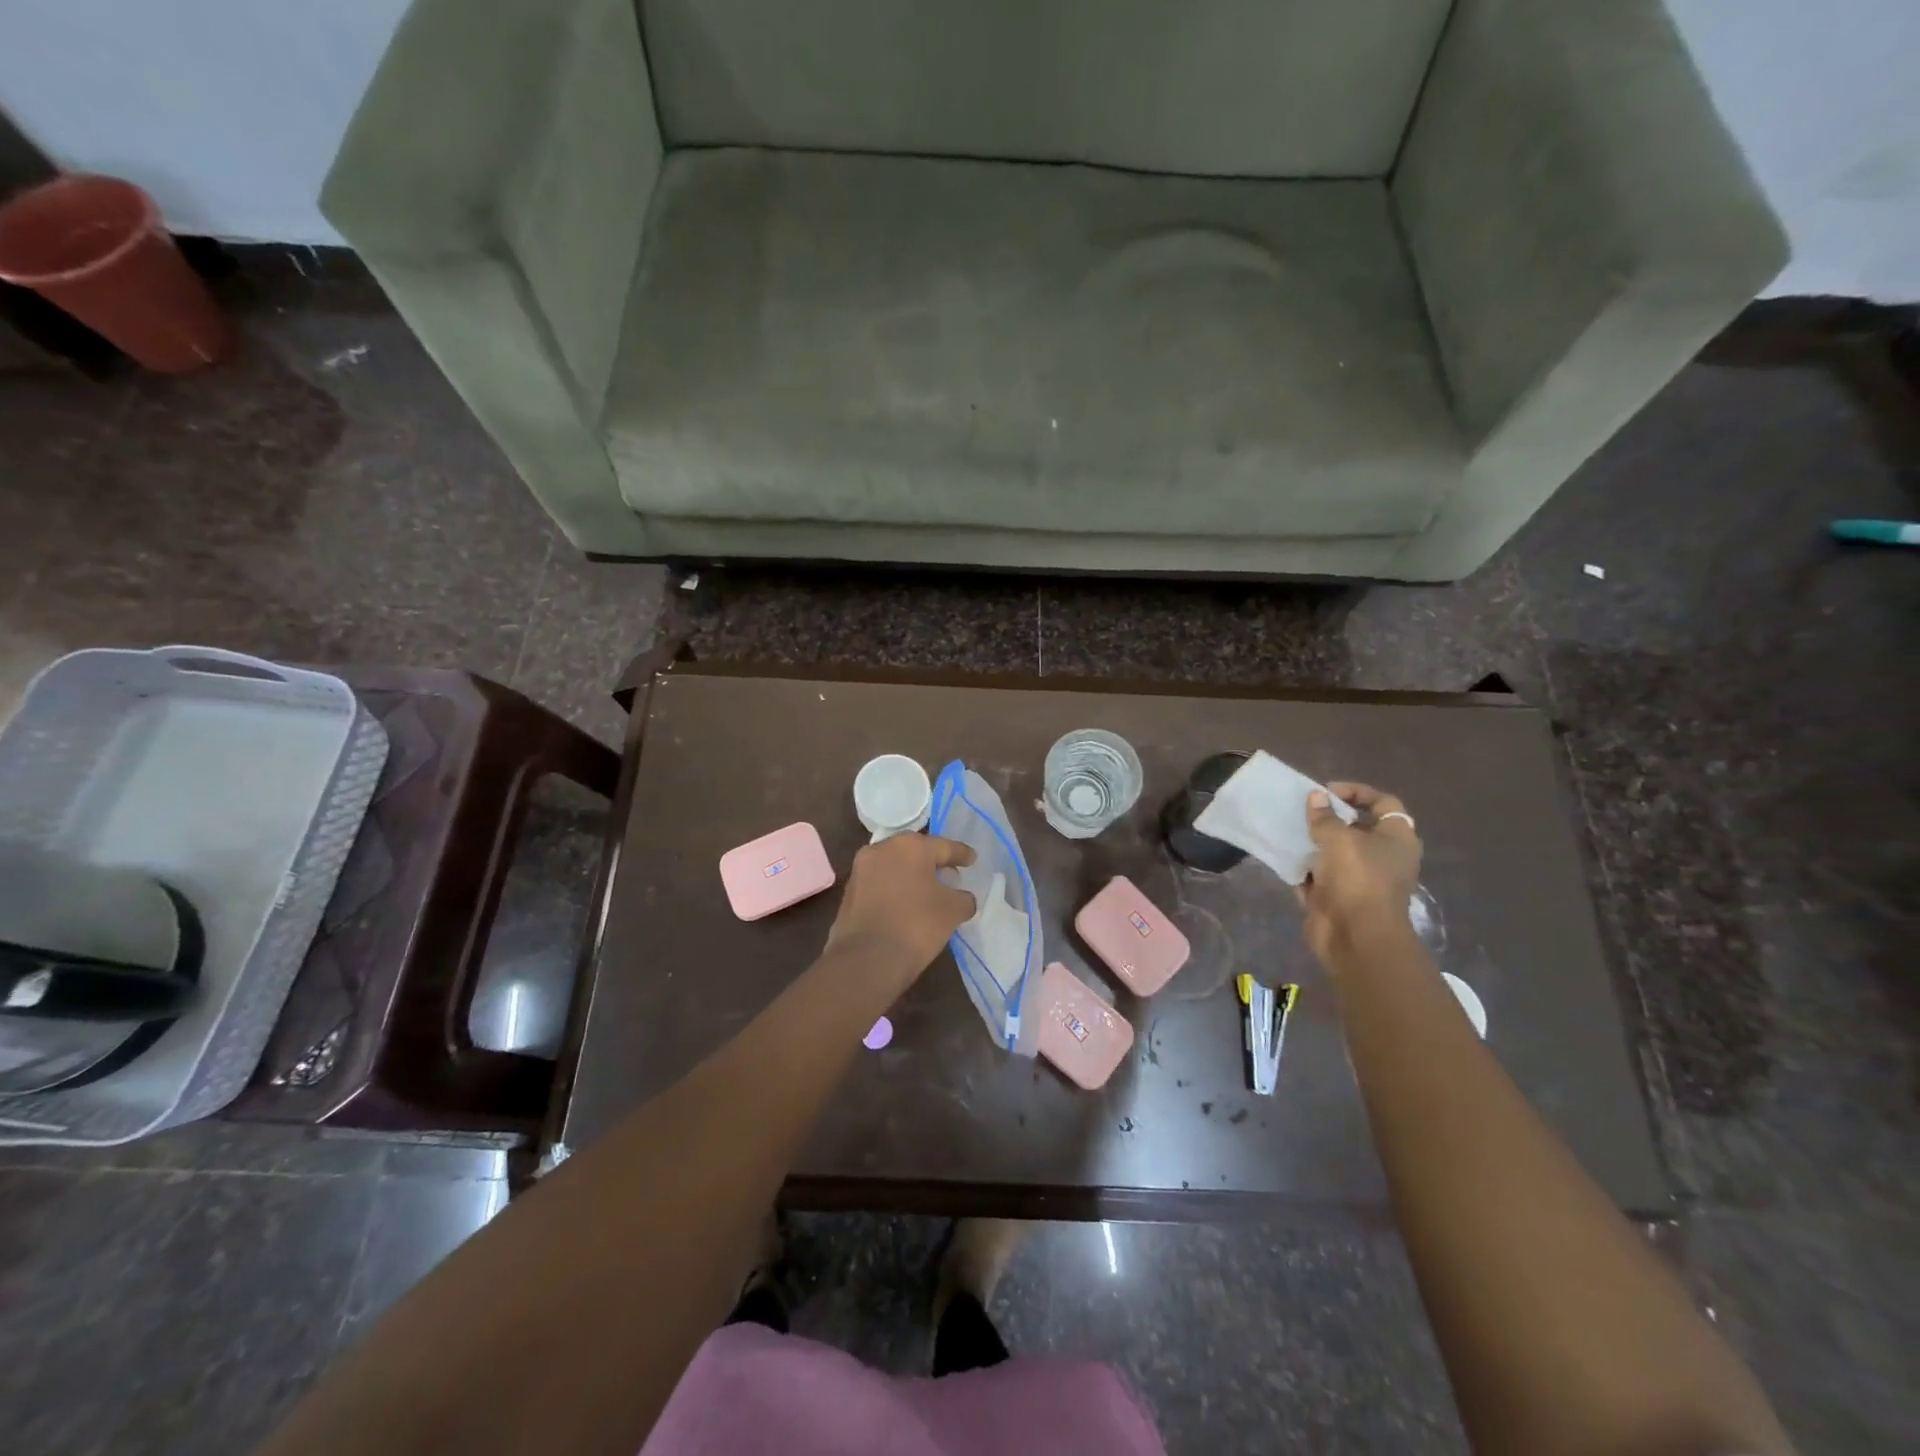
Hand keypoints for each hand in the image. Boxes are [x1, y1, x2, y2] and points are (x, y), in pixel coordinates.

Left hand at [825, 833, 977, 982]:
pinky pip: (880, 884)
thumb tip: (962, 898)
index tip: (972, 859)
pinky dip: (895, 890)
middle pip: (915, 852)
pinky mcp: (849, 892)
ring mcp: (861, 870)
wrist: (866, 959)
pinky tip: (906, 905)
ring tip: (928, 892)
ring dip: (911, 876)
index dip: (961, 854)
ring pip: (894, 867)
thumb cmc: (916, 925)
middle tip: (950, 875)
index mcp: (910, 846)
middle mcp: (882, 849)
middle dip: (933, 862)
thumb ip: (963, 898)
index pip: (944, 846)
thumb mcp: (953, 911)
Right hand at [1296, 781, 1421, 965]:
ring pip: (1334, 852)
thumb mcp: (1338, 839)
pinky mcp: (1337, 897)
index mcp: (1396, 839)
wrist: (1355, 936)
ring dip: (1312, 842)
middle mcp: (1382, 856)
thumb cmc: (1357, 878)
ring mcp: (1359, 879)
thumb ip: (1324, 816)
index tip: (1326, 792)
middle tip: (1304, 811)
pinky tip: (1284, 856)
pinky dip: (1303, 868)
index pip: (1383, 803)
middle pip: (1356, 827)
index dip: (1356, 792)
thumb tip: (1316, 797)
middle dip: (1329, 818)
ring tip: (1289, 830)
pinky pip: (1318, 876)